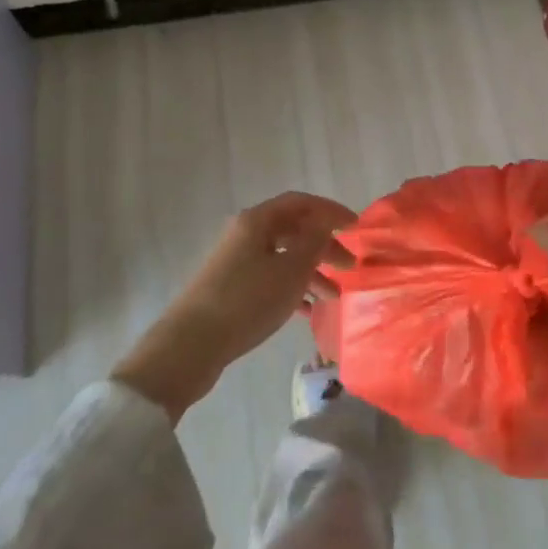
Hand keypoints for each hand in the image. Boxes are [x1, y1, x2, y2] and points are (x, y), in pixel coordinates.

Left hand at [114, 192, 353, 419]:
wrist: (190, 345)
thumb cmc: (247, 301)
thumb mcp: (290, 270)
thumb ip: (313, 241)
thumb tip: (326, 220)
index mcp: (257, 221)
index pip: (301, 203)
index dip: (331, 211)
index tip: (357, 227)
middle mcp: (245, 234)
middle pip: (292, 230)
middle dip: (324, 246)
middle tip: (350, 267)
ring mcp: (236, 262)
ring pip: (282, 257)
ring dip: (310, 271)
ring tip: (333, 296)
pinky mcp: (230, 288)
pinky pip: (269, 280)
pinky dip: (291, 289)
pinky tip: (307, 311)